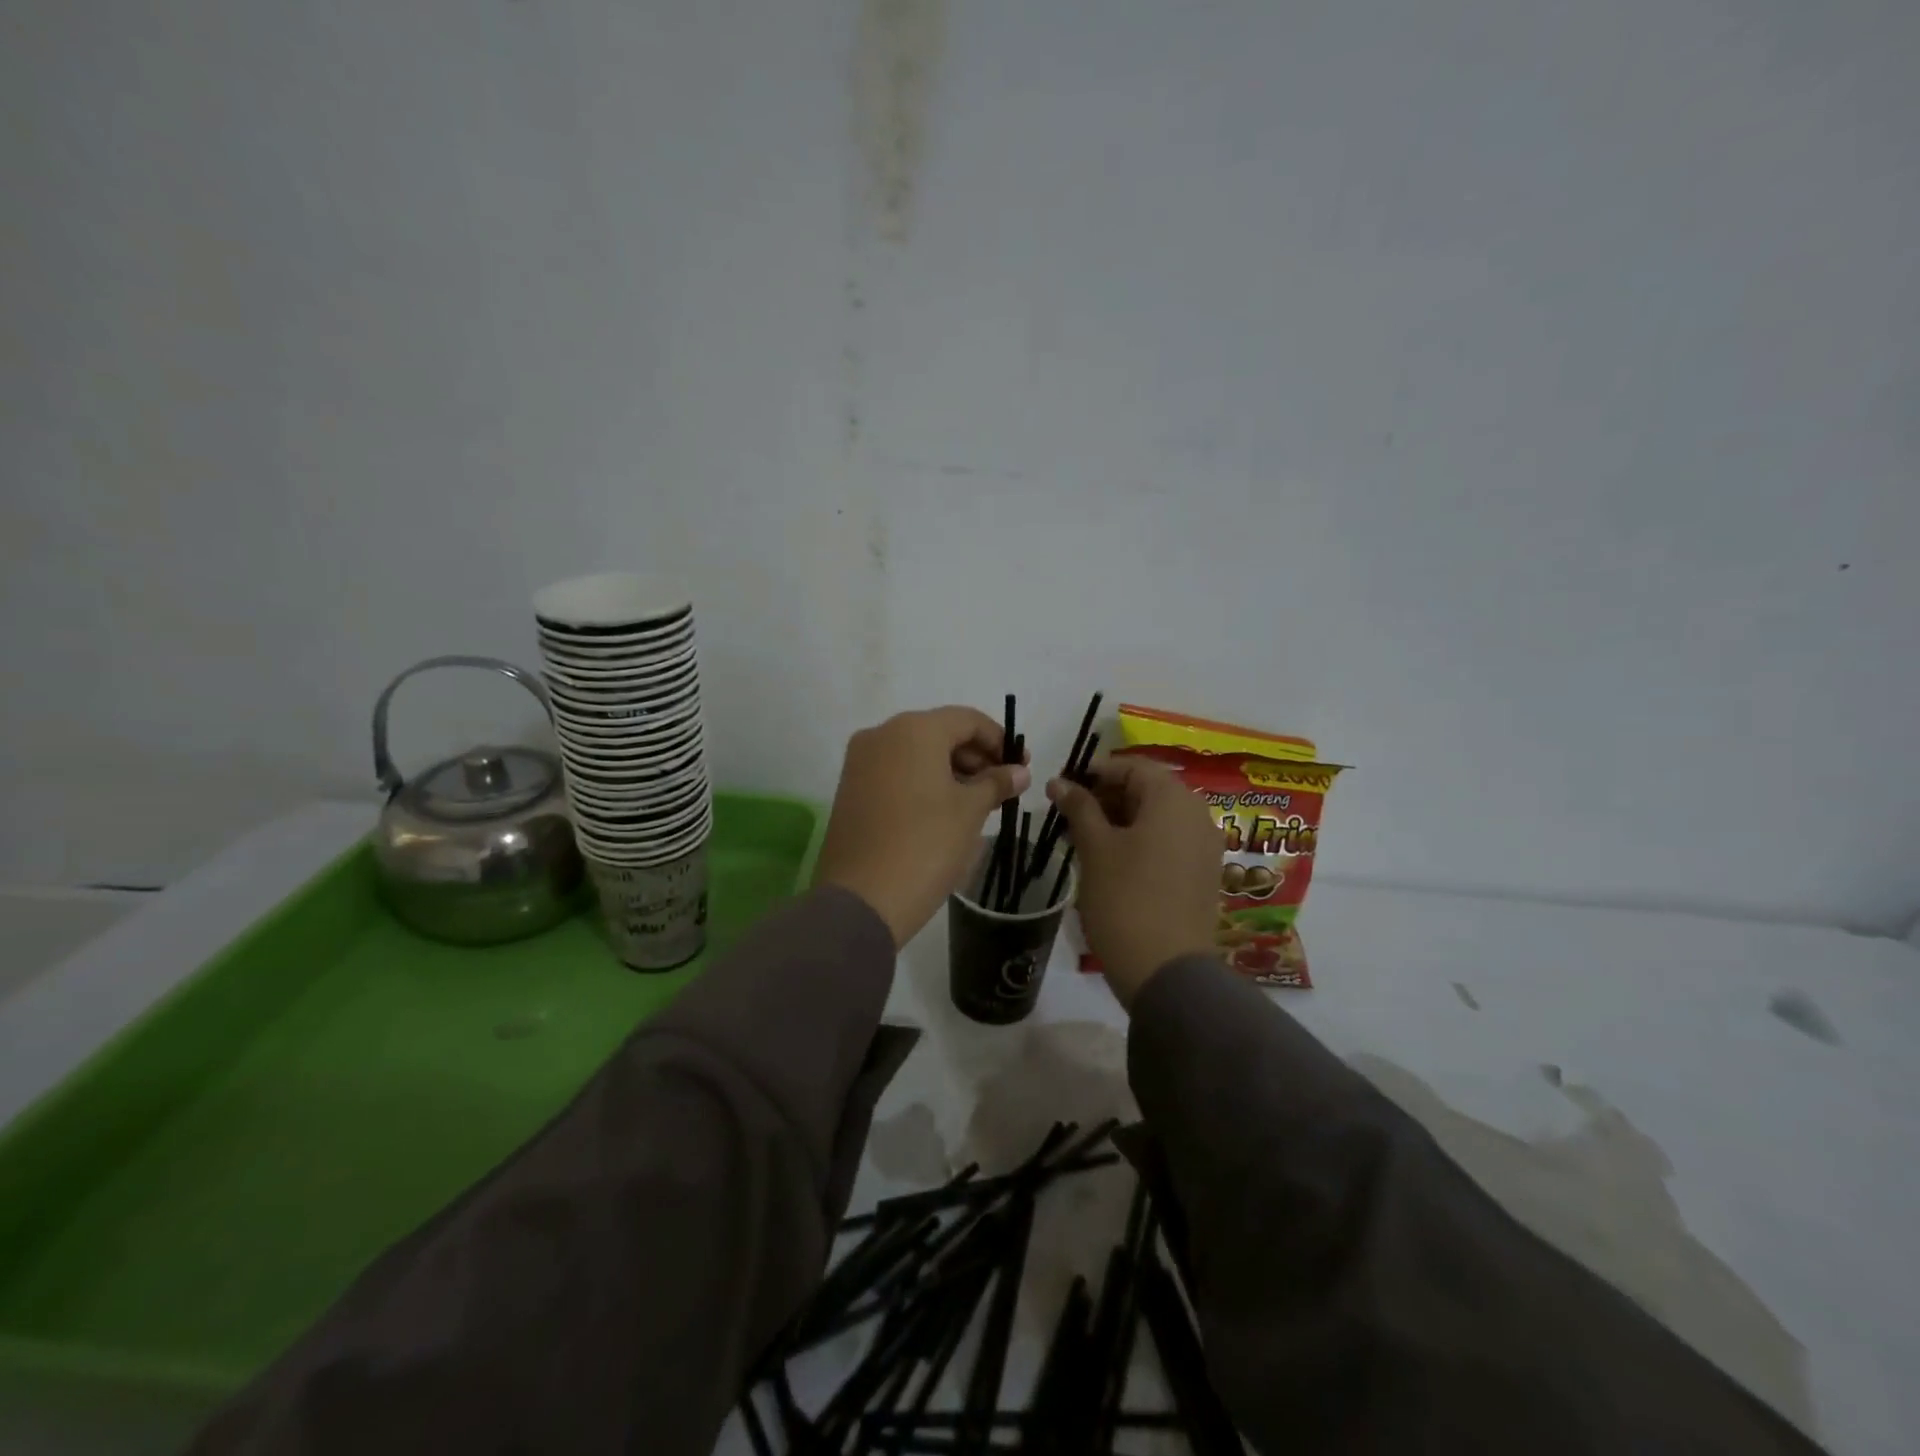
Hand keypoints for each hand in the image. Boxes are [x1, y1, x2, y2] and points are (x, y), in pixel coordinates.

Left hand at [813, 707, 1030, 946]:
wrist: (862, 898)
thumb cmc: (926, 844)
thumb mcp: (970, 811)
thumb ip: (996, 783)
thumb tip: (1019, 771)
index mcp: (914, 729)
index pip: (967, 720)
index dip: (999, 740)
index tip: (1021, 767)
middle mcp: (882, 734)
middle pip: (939, 733)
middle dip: (975, 756)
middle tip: (1002, 787)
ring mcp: (860, 761)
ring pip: (916, 753)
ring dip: (950, 770)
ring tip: (977, 803)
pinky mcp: (850, 788)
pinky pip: (895, 772)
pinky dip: (923, 782)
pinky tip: (943, 810)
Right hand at [1046, 757, 1219, 1005]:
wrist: (1166, 971)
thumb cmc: (1125, 898)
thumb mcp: (1095, 848)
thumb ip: (1078, 807)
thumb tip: (1058, 781)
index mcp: (1173, 799)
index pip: (1131, 766)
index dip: (1095, 771)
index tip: (1063, 786)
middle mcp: (1197, 814)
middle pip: (1147, 789)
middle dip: (1106, 796)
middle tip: (1069, 815)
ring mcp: (1205, 846)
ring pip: (1157, 817)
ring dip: (1121, 820)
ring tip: (1084, 839)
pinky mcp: (1203, 874)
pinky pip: (1169, 841)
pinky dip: (1140, 841)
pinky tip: (1111, 861)